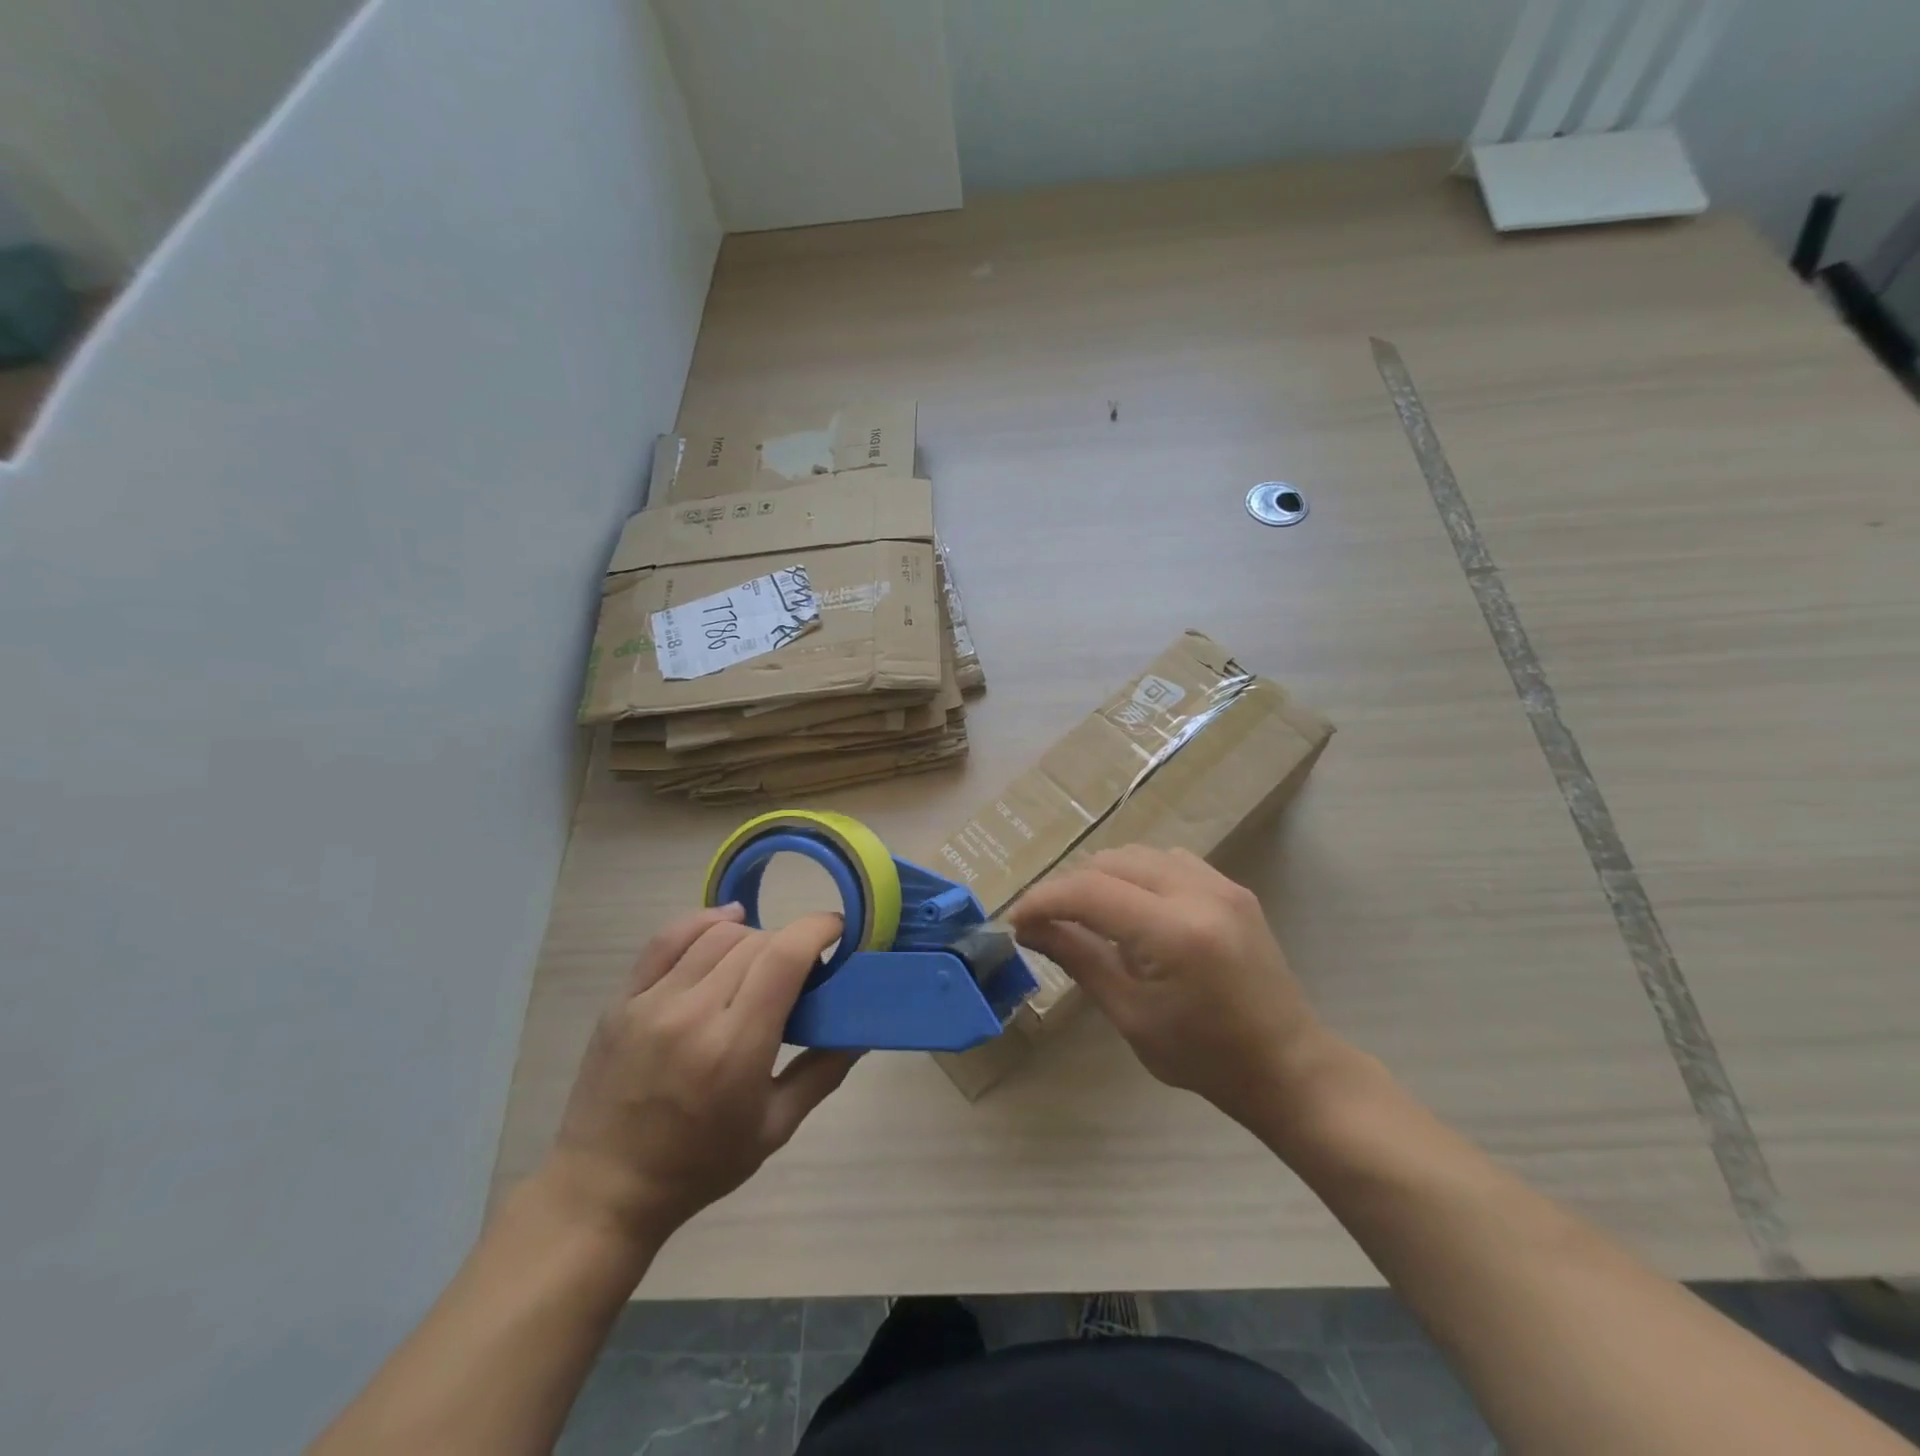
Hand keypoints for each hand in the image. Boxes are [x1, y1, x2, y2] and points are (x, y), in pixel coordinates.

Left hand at [543, 905, 856, 1242]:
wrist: (605, 1190)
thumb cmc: (699, 1166)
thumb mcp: (774, 1129)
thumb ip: (823, 1072)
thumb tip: (863, 1028)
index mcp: (735, 1048)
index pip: (784, 957)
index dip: (817, 929)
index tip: (838, 930)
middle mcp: (693, 1013)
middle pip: (756, 942)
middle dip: (790, 943)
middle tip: (802, 970)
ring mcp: (652, 1002)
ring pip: (717, 935)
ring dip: (753, 937)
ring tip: (762, 960)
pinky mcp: (623, 999)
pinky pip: (667, 938)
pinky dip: (703, 921)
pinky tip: (727, 921)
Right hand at [1008, 846, 1328, 1123]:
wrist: (1287, 1066)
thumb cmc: (1204, 1057)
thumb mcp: (1130, 1015)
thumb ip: (1078, 959)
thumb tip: (1030, 928)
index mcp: (1174, 932)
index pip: (1089, 891)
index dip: (1044, 899)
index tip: (1017, 920)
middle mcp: (1199, 893)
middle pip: (1111, 862)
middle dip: (1070, 887)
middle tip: (1048, 923)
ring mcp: (1221, 884)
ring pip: (1138, 854)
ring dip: (1103, 878)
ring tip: (1088, 917)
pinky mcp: (1233, 888)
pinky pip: (1169, 861)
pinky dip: (1138, 875)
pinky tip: (1134, 909)